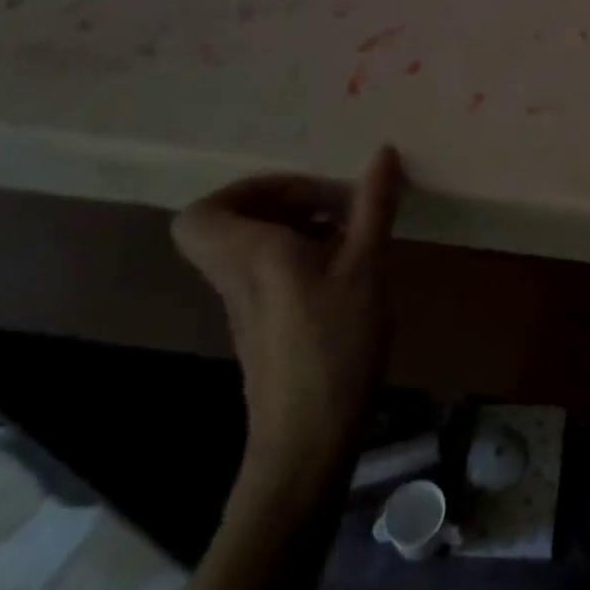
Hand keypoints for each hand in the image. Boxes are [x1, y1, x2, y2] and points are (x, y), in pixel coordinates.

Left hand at [172, 147, 403, 476]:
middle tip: (334, 208)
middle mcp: (236, 275)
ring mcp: (245, 304)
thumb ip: (373, 207)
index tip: (309, 194)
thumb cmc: (336, 344)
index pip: (206, 211)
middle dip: (284, 203)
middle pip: (230, 223)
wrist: (308, 437)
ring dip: (296, 229)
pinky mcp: (262, 326)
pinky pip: (266, 272)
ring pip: (250, 247)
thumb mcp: (366, 267)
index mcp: (251, 254)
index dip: (250, 191)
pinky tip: (346, 272)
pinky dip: (300, 258)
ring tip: (349, 236)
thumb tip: (384, 152)